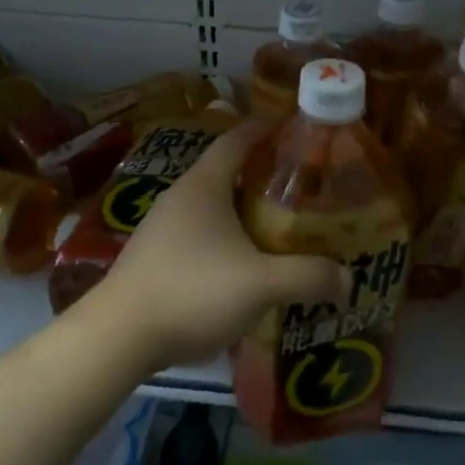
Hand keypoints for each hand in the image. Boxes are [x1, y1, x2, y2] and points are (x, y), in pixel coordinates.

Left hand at [93, 121, 350, 370]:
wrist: (117, 337)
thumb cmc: (191, 291)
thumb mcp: (260, 284)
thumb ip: (307, 277)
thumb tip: (348, 279)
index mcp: (204, 186)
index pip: (237, 139)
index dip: (265, 129)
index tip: (294, 128)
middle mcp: (180, 197)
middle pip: (227, 173)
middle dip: (263, 176)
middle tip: (301, 189)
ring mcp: (162, 228)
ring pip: (213, 207)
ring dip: (243, 212)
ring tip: (278, 229)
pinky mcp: (154, 257)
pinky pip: (199, 235)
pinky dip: (225, 239)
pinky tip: (242, 267)